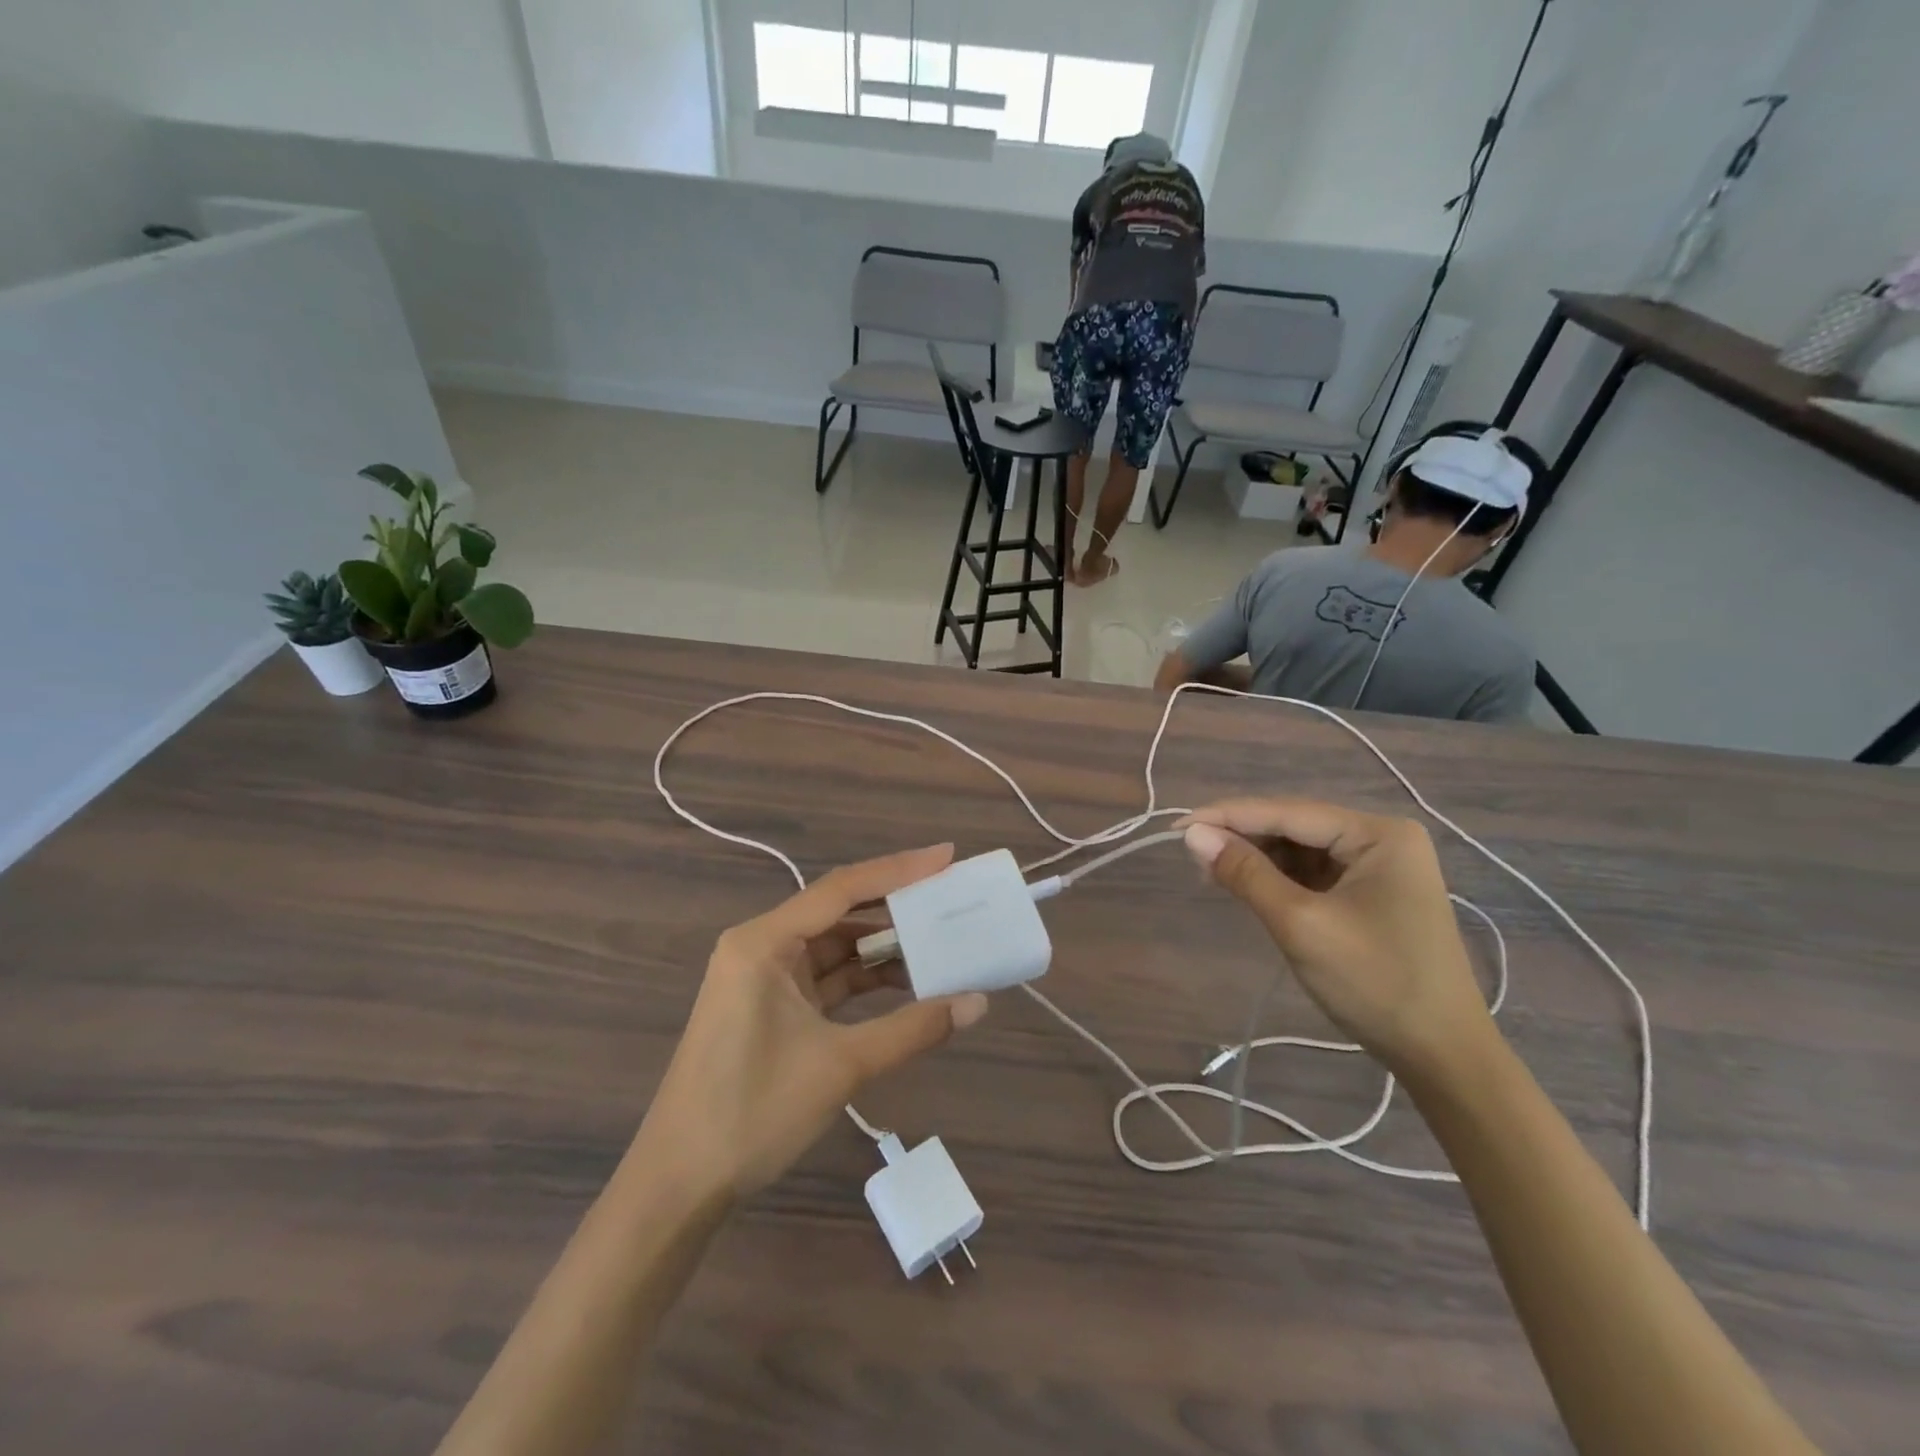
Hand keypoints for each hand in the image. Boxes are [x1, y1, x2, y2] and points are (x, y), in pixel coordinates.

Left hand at [635, 845, 988, 1199]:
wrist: (679, 1184)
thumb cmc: (752, 1112)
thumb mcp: (841, 1066)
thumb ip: (913, 1028)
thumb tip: (978, 1003)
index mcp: (764, 942)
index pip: (841, 889)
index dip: (898, 870)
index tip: (947, 857)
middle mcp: (762, 947)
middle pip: (839, 912)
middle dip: (895, 907)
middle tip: (950, 898)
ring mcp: (764, 978)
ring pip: (835, 947)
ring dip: (883, 948)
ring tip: (940, 942)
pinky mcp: (771, 1007)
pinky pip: (826, 978)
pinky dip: (864, 980)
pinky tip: (907, 984)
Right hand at [1181, 800, 1495, 1083]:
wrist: (1443, 1057)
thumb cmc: (1376, 984)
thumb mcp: (1300, 924)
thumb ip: (1245, 873)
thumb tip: (1192, 835)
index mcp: (1378, 834)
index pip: (1288, 812)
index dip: (1229, 816)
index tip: (1177, 826)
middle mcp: (1383, 839)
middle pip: (1295, 827)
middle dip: (1243, 839)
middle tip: (1191, 854)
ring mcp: (1381, 868)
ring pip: (1301, 851)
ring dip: (1258, 860)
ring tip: (1211, 873)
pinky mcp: (1373, 895)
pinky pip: (1314, 874)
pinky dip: (1279, 880)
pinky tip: (1248, 887)